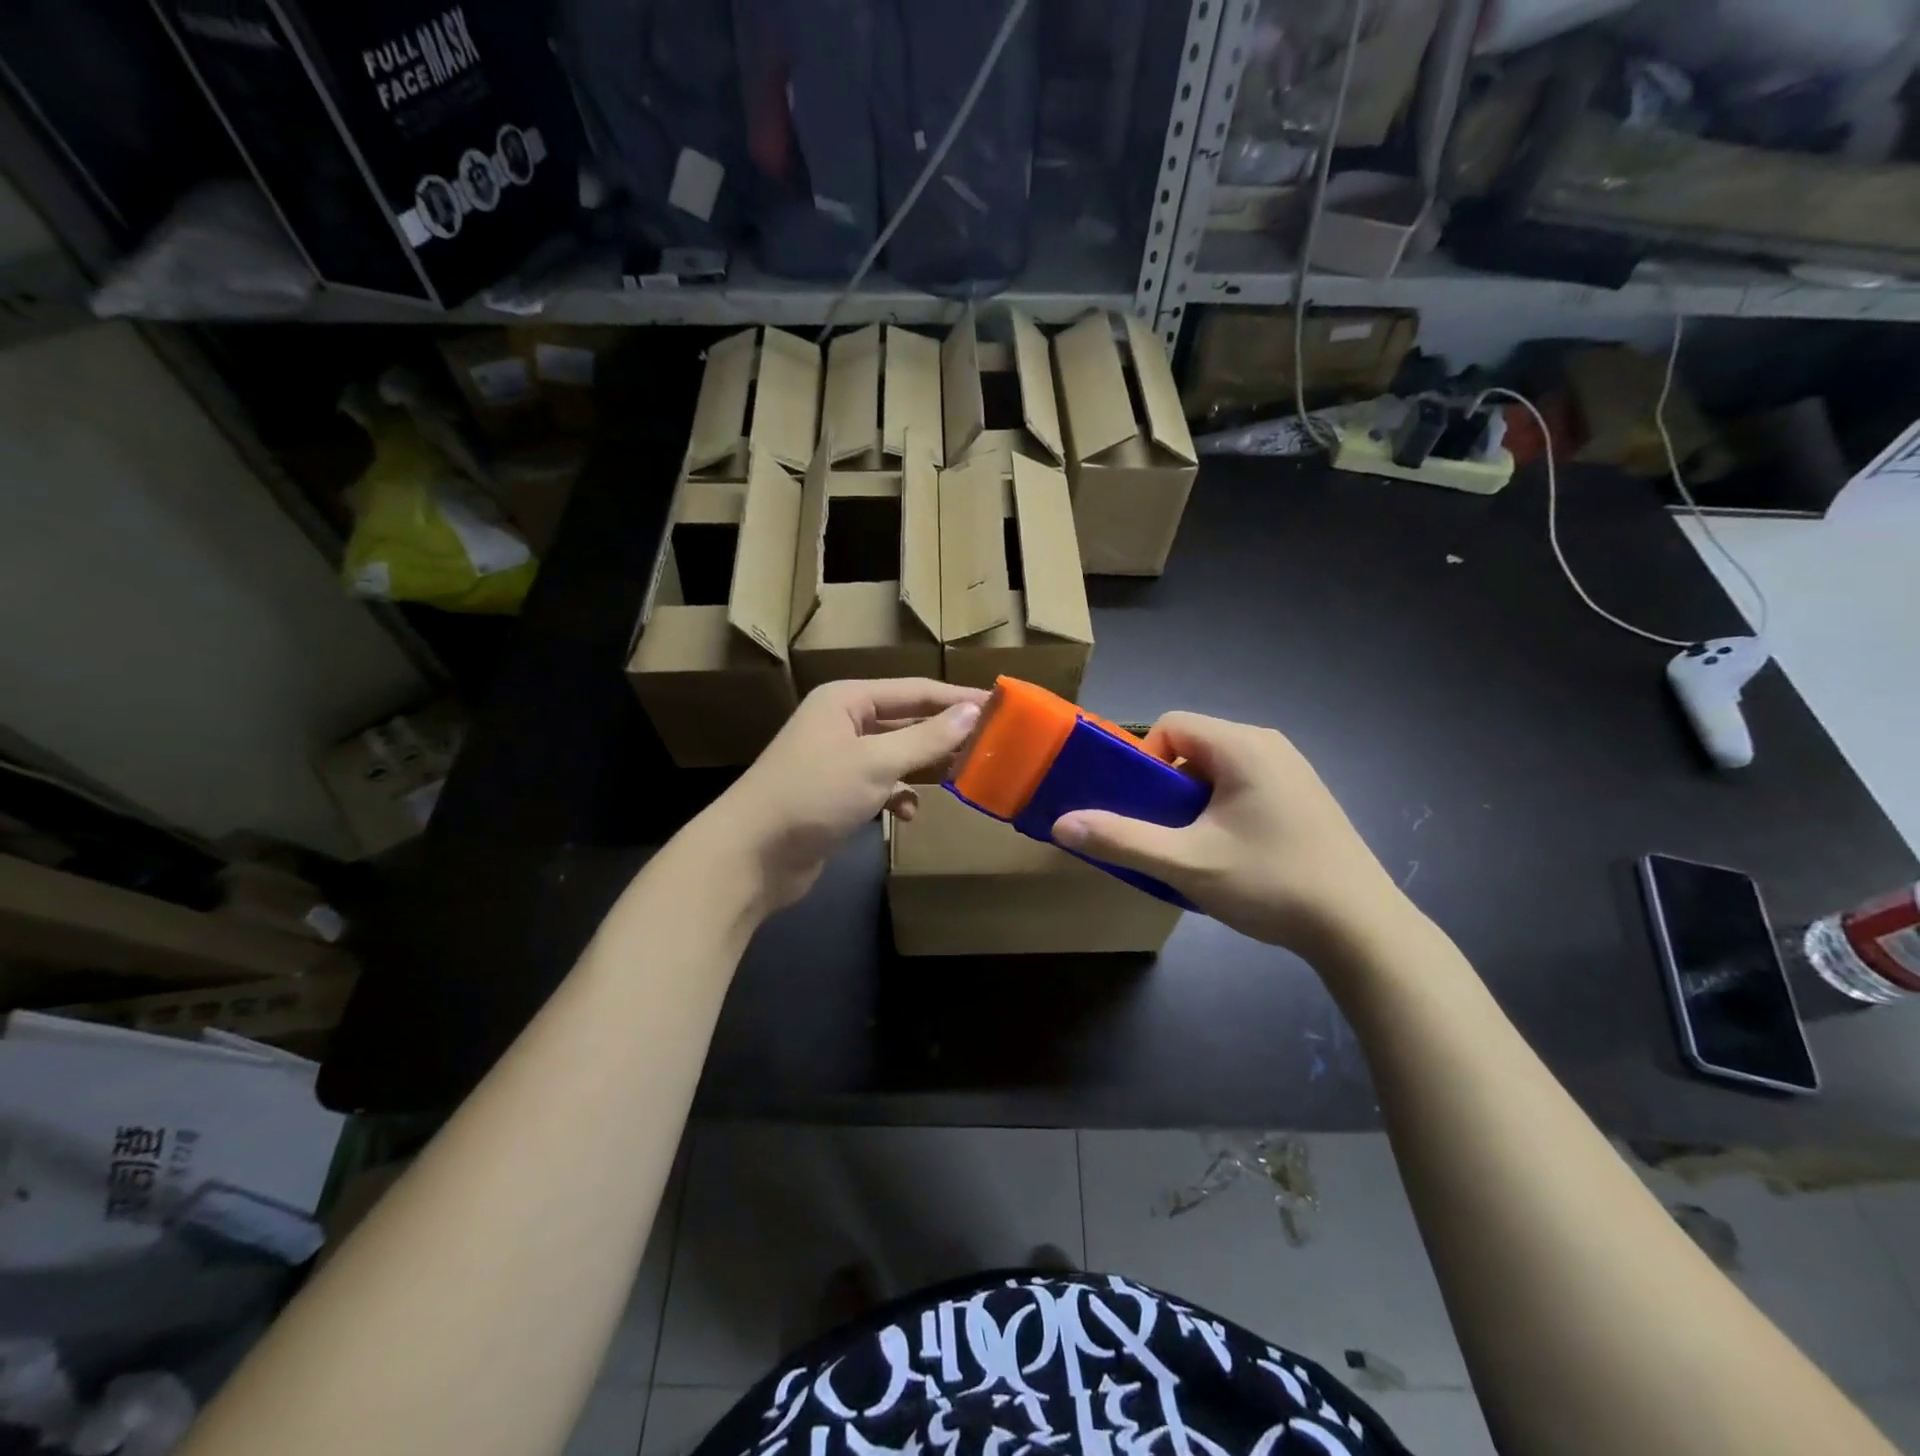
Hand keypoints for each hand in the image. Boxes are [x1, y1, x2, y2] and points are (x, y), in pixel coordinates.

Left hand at [705, 679, 986, 911]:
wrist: (751, 855)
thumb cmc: (813, 794)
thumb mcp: (875, 762)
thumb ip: (926, 738)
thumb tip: (973, 712)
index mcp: (847, 700)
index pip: (915, 691)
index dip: (957, 698)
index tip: (1000, 705)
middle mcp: (843, 723)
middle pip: (907, 722)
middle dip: (944, 735)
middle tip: (991, 745)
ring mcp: (839, 760)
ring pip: (896, 756)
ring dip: (924, 768)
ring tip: (961, 778)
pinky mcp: (837, 795)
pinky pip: (881, 786)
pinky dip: (899, 797)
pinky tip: (908, 814)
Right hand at [1051, 713, 1409, 960]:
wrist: (1362, 929)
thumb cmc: (1271, 883)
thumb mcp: (1186, 864)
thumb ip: (1122, 840)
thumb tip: (1061, 824)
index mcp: (1243, 746)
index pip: (1171, 724)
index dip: (1143, 761)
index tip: (1144, 809)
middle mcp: (1269, 746)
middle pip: (1193, 746)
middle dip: (1167, 788)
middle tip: (1165, 835)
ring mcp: (1293, 771)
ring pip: (1218, 770)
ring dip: (1193, 804)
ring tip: (1196, 851)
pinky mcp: (1305, 798)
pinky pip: (1244, 787)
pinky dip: (1222, 812)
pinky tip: (1233, 857)